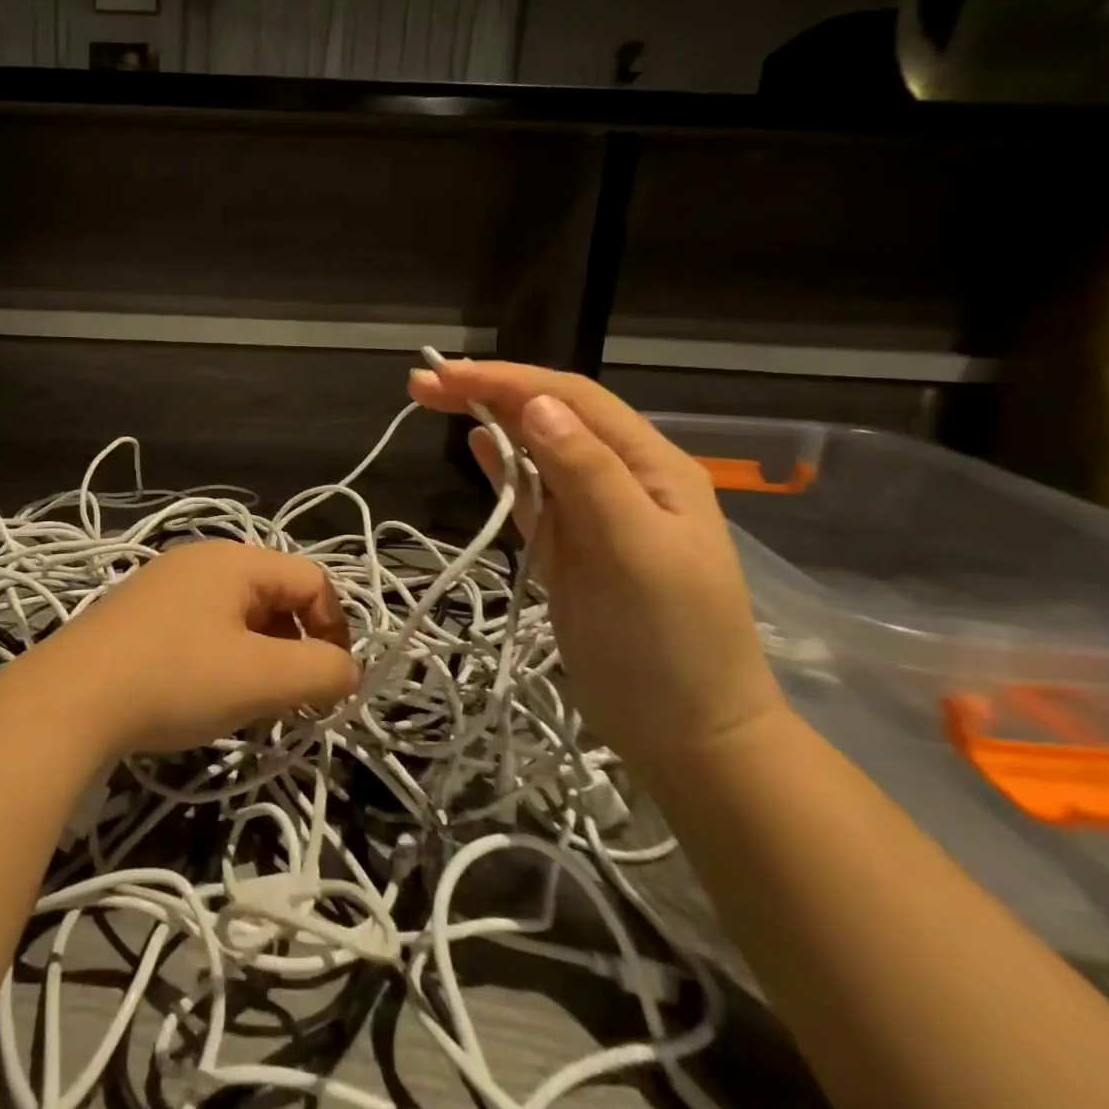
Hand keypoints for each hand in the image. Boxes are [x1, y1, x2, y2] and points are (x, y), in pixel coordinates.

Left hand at [27, 540, 358, 757]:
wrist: (68, 699)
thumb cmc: (175, 678)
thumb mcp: (261, 679)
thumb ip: (320, 671)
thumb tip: (346, 671)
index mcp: (234, 560)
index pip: (312, 580)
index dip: (334, 629)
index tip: (330, 685)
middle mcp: (200, 560)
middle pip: (274, 595)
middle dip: (295, 647)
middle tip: (290, 699)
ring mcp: (164, 584)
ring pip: (238, 615)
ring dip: (259, 657)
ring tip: (248, 704)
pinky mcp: (138, 613)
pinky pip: (201, 627)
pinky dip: (221, 659)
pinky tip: (202, 696)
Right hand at [408, 358, 786, 773]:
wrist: (686, 734)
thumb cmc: (671, 643)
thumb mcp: (638, 552)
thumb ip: (588, 474)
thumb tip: (536, 405)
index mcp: (650, 466)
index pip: (573, 400)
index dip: (509, 380)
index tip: (446, 374)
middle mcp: (621, 478)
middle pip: (548, 417)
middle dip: (488, 392)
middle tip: (421, 384)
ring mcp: (591, 515)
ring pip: (534, 451)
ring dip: (487, 421)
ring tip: (435, 400)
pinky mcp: (566, 548)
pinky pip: (530, 493)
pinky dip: (500, 466)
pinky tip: (475, 446)